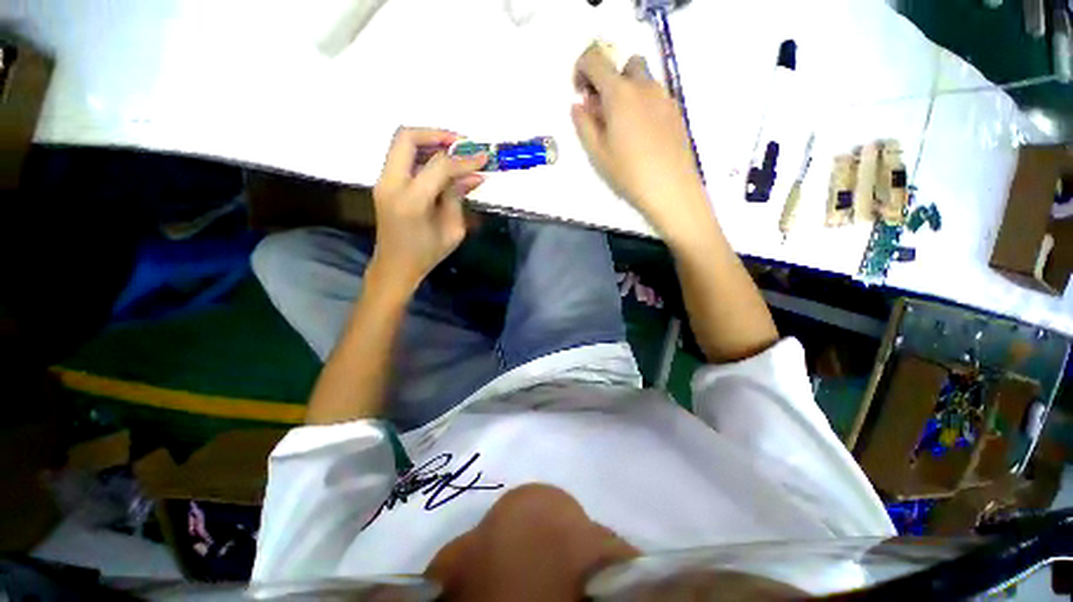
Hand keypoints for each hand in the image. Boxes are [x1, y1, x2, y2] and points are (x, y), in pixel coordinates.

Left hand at [370, 127, 486, 294]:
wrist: (395, 266)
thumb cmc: (427, 254)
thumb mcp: (453, 230)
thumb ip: (459, 197)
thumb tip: (475, 175)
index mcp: (412, 201)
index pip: (439, 166)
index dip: (463, 160)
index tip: (483, 158)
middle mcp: (391, 184)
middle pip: (406, 137)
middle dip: (437, 134)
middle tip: (461, 144)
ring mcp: (383, 181)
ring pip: (402, 143)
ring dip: (429, 142)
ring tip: (454, 152)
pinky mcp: (385, 183)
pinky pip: (403, 157)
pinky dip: (423, 154)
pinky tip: (442, 165)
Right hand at [572, 44, 712, 245]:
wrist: (671, 189)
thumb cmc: (629, 174)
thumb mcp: (597, 154)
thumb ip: (584, 125)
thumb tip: (579, 106)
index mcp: (620, 94)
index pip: (595, 59)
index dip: (581, 70)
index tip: (581, 95)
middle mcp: (644, 86)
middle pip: (624, 65)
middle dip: (609, 81)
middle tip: (602, 112)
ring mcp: (664, 97)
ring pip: (642, 81)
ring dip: (626, 93)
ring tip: (621, 129)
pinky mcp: (676, 111)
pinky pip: (655, 97)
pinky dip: (642, 105)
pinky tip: (640, 136)